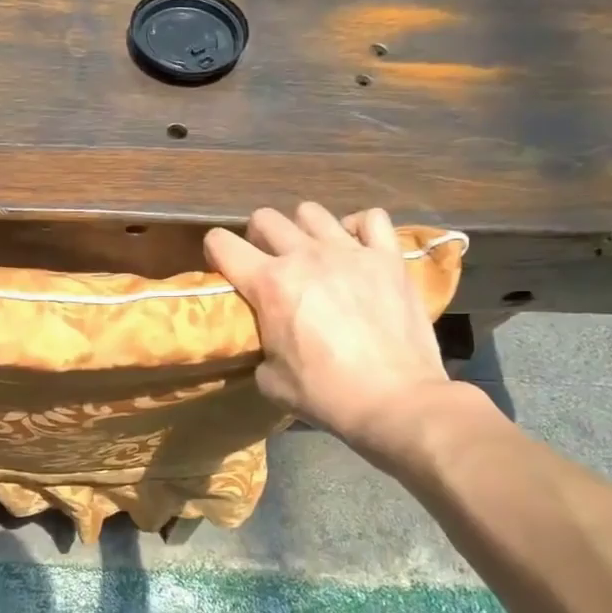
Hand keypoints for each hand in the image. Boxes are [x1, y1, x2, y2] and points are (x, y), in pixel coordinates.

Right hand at [204, 202, 463, 466]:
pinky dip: (358, 228)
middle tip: (269, 262)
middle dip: (258, 237)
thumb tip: (267, 341)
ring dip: (304, 230)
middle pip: (265, 218)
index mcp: (270, 283)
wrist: (396, 401)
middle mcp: (305, 256)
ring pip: (311, 212)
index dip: (215, 251)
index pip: (221, 243)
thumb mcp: (271, 379)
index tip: (223, 265)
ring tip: (314, 253)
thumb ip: (261, 347)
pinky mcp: (389, 258)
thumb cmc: (327, 394)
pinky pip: (370, 218)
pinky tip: (357, 247)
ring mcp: (350, 251)